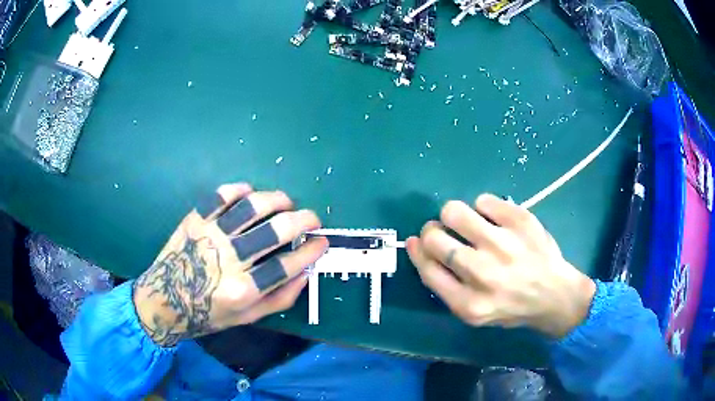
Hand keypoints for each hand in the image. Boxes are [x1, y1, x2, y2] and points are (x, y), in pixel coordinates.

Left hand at [133, 183, 326, 346]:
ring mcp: (211, 234)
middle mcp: (229, 259)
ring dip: (277, 200)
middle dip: (304, 220)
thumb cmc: (207, 313)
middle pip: (276, 231)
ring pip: (252, 206)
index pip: (288, 264)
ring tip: (287, 202)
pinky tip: (251, 193)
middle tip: (312, 219)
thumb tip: (305, 273)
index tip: (322, 242)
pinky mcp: (196, 219)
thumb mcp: (246, 317)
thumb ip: (279, 299)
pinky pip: (222, 195)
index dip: (311, 250)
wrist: (164, 299)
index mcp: (244, 289)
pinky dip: (240, 189)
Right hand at [406, 194, 595, 337]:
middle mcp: (482, 273)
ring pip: (454, 211)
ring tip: (466, 221)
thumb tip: (419, 246)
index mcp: (468, 303)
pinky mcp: (520, 221)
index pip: (427, 267)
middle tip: (443, 232)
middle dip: (432, 231)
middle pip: (434, 238)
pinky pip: (483, 200)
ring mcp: (503, 244)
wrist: (555, 295)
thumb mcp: (474, 313)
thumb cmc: (511, 306)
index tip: (416, 241)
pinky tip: (493, 219)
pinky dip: (482, 207)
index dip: (417, 250)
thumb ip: (446, 286)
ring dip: (452, 214)